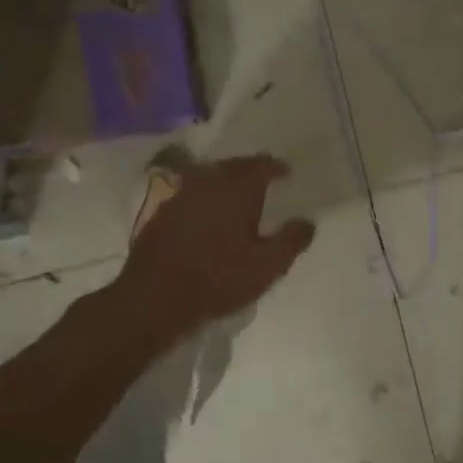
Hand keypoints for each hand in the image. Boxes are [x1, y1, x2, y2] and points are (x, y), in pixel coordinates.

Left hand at [117, 155, 314, 330]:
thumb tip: (308, 222)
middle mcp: (207, 181)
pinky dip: (204, 199)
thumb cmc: (218, 278)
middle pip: (233, 166)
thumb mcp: (267, 265)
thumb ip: (292, 240)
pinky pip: (191, 195)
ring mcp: (180, 195)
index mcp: (237, 187)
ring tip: (237, 197)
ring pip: (209, 178)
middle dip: (250, 171)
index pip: (262, 165)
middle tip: (264, 181)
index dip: (276, 167)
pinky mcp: (161, 214)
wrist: (154, 297)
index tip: (286, 172)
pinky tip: (207, 216)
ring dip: (225, 183)